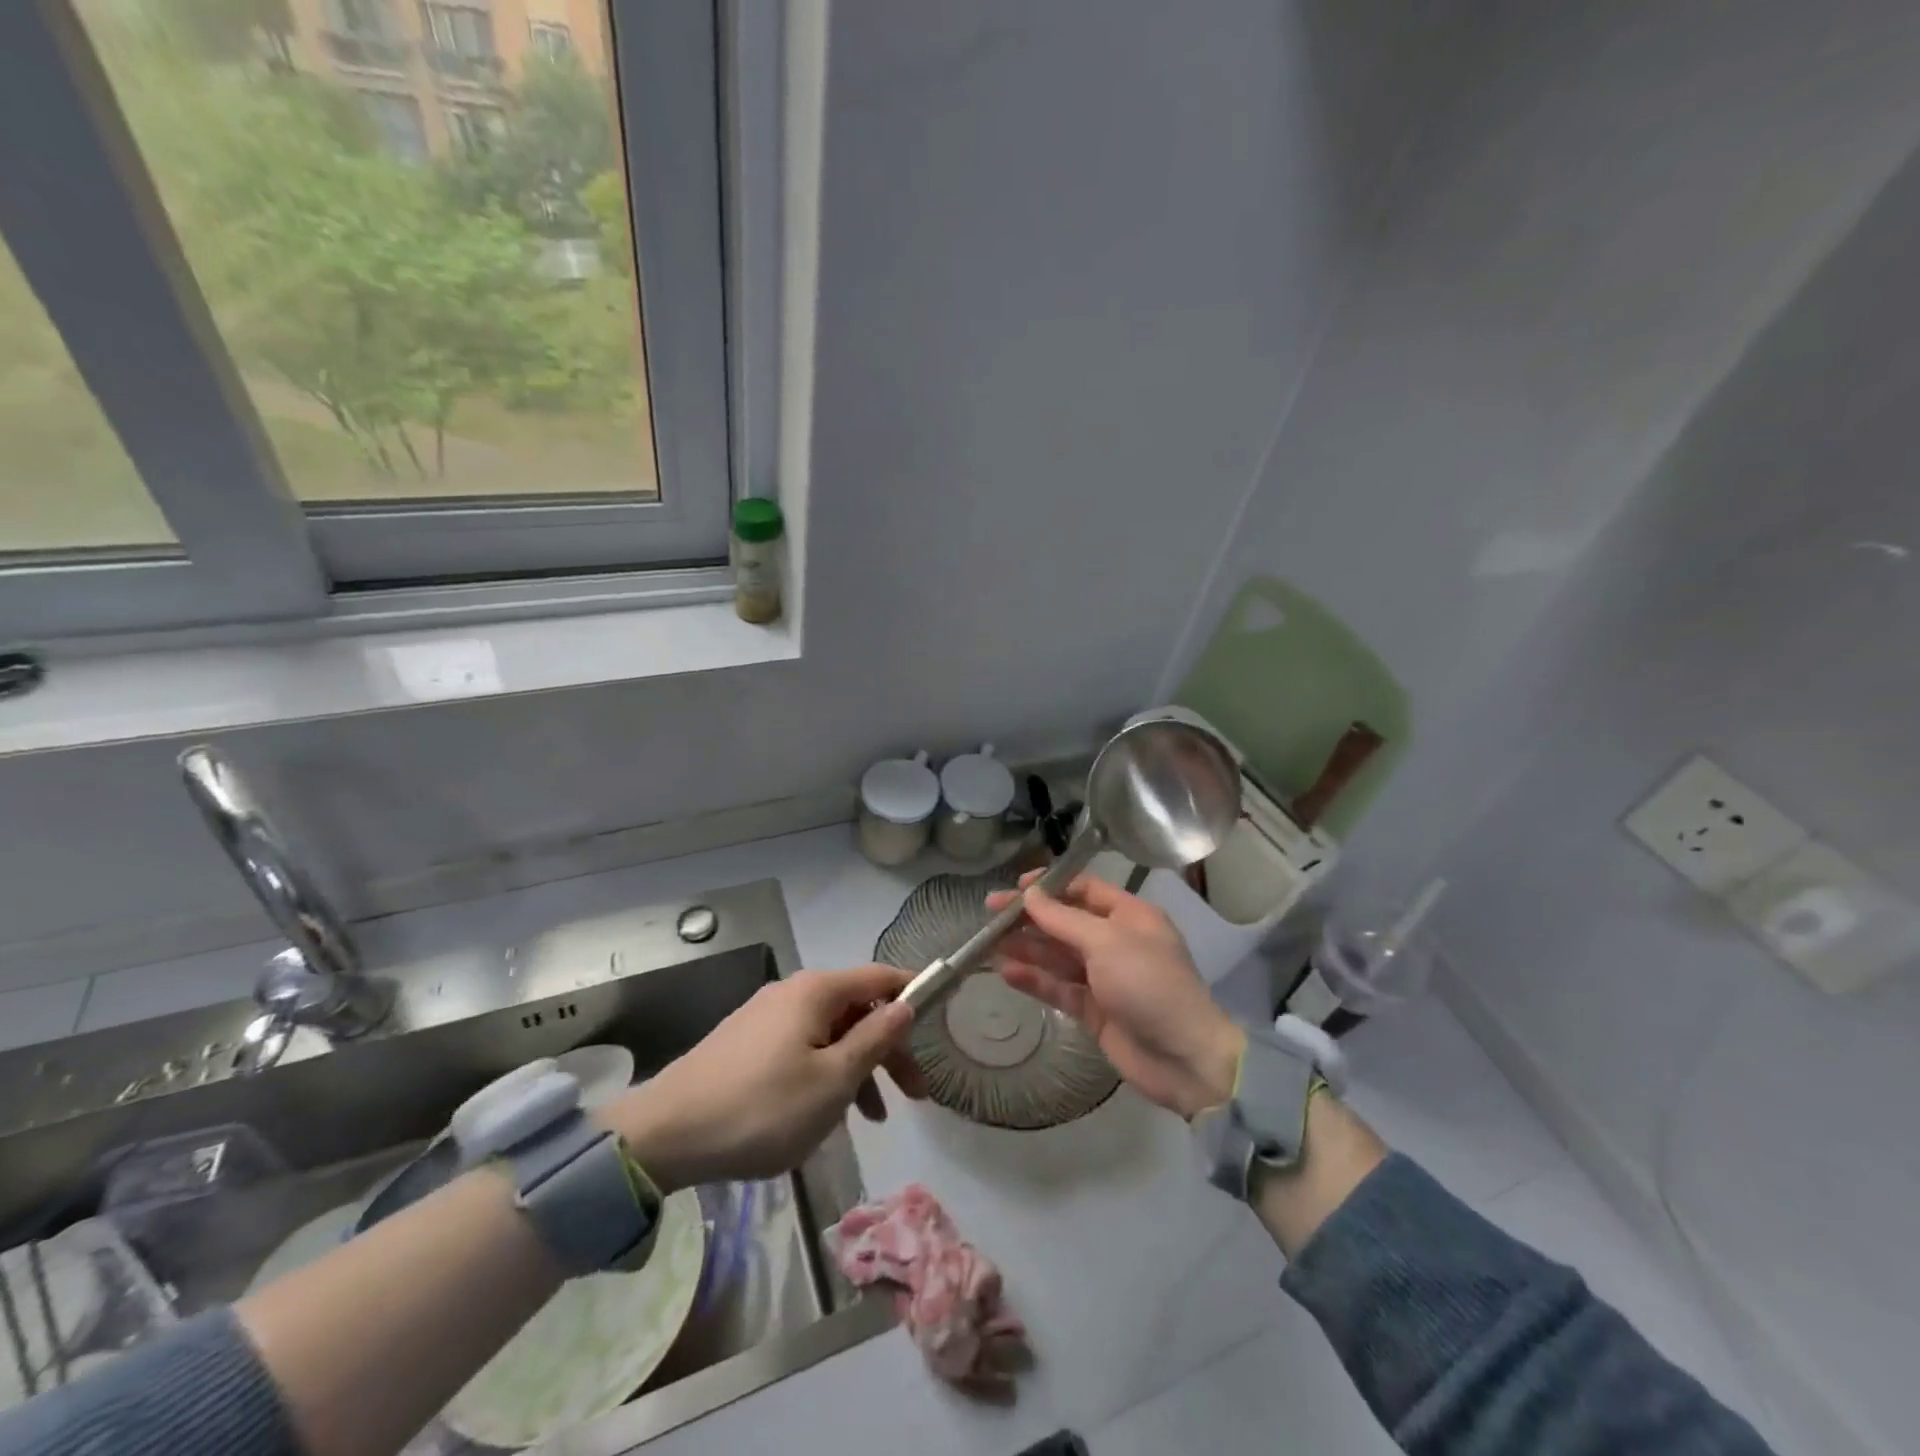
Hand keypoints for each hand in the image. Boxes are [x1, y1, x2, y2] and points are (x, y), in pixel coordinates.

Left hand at [603, 964, 926, 1191]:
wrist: (665, 1136)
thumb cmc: (762, 1108)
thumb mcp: (833, 1081)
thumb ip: (875, 1040)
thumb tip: (905, 1006)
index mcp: (816, 991)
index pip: (881, 977)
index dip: (914, 993)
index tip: (941, 1020)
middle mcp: (793, 992)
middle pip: (857, 1009)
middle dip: (889, 1048)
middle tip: (914, 1096)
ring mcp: (766, 1017)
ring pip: (830, 1033)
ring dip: (858, 1068)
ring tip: (872, 1118)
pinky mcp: (747, 1043)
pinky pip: (803, 1049)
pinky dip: (826, 1073)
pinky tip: (825, 1113)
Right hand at [988, 872, 1243, 1118]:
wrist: (1184, 1058)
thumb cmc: (1149, 984)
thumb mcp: (1106, 942)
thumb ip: (1063, 919)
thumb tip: (1031, 895)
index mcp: (1130, 916)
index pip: (1085, 889)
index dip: (1050, 886)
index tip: (1015, 888)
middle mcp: (1116, 942)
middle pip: (1066, 922)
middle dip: (1030, 918)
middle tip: (990, 914)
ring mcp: (1105, 978)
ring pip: (1058, 956)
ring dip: (1027, 948)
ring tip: (988, 943)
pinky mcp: (1094, 1010)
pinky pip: (1059, 988)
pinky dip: (1035, 980)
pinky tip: (1007, 973)